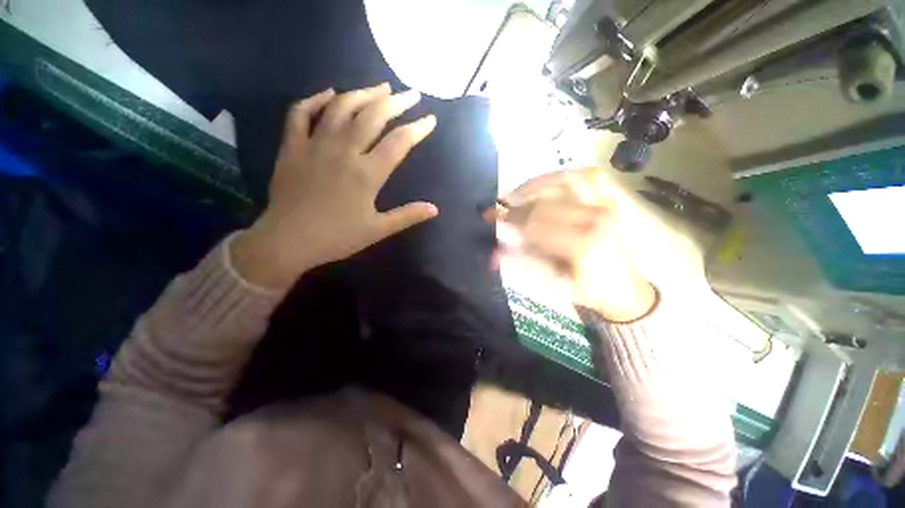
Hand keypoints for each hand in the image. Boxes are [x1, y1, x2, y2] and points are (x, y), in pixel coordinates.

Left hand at [233, 84, 438, 289]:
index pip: (399, 143)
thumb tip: (435, 208)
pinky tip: (330, 93)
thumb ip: (407, 216)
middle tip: (411, 94)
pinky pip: (300, 113)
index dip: (418, 129)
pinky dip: (315, 99)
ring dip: (363, 93)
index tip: (430, 119)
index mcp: (367, 174)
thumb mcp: (378, 230)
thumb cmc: (337, 237)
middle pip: (373, 116)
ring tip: (380, 87)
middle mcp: (344, 151)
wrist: (288, 241)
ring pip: (341, 107)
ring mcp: (315, 145)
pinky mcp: (292, 147)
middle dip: (396, 102)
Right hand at [487, 168, 654, 321]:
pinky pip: (586, 177)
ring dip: (535, 184)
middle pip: (543, 205)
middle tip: (497, 208)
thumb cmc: (587, 289)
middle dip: (515, 207)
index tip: (489, 217)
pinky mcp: (609, 201)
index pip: (534, 224)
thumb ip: (523, 262)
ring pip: (564, 181)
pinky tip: (545, 183)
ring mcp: (604, 205)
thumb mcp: (553, 282)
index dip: (508, 219)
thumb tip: (492, 255)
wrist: (624, 289)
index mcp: (581, 243)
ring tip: (516, 192)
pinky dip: (564, 176)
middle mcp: (594, 218)